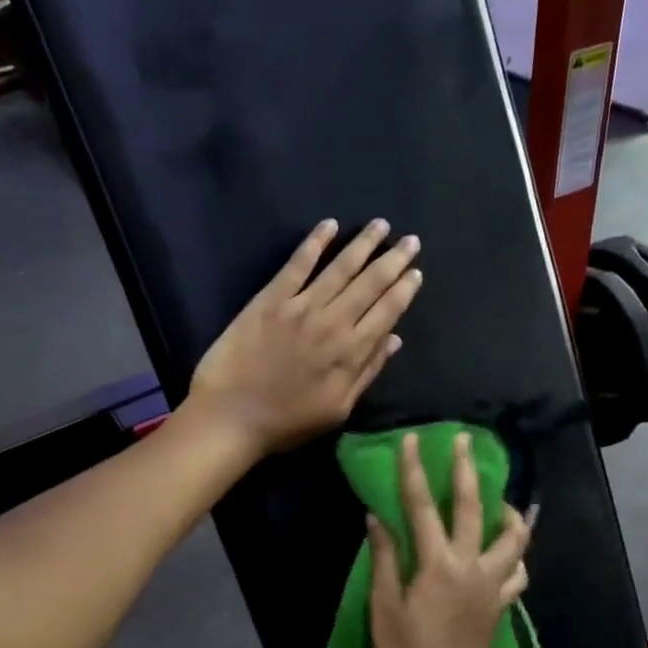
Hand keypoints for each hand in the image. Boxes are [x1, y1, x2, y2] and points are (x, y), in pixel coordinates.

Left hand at [188, 218, 422, 455]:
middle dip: (393, 260)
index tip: (415, 272)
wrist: (231, 417)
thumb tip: (394, 339)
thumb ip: (367, 372)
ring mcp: (300, 307)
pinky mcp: (270, 300)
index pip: (386, 312)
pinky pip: (297, 265)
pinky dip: (314, 243)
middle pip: (370, 284)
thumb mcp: (337, 410)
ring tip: (380, 225)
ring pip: (340, 268)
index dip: (403, 290)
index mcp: (351, 352)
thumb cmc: (286, 423)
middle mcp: (332, 322)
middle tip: (410, 240)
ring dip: (363, 244)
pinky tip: (329, 226)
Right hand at [368, 431, 532, 647]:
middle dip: (467, 470)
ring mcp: (492, 585)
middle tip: (465, 441)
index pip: (422, 506)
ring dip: (507, 512)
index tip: (414, 440)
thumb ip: (384, 559)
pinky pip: (517, 571)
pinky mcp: (501, 604)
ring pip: (513, 538)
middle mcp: (471, 566)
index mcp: (437, 565)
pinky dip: (514, 555)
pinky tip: (505, 551)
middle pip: (473, 507)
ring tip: (500, 499)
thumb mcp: (384, 606)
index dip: (415, 470)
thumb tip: (376, 519)